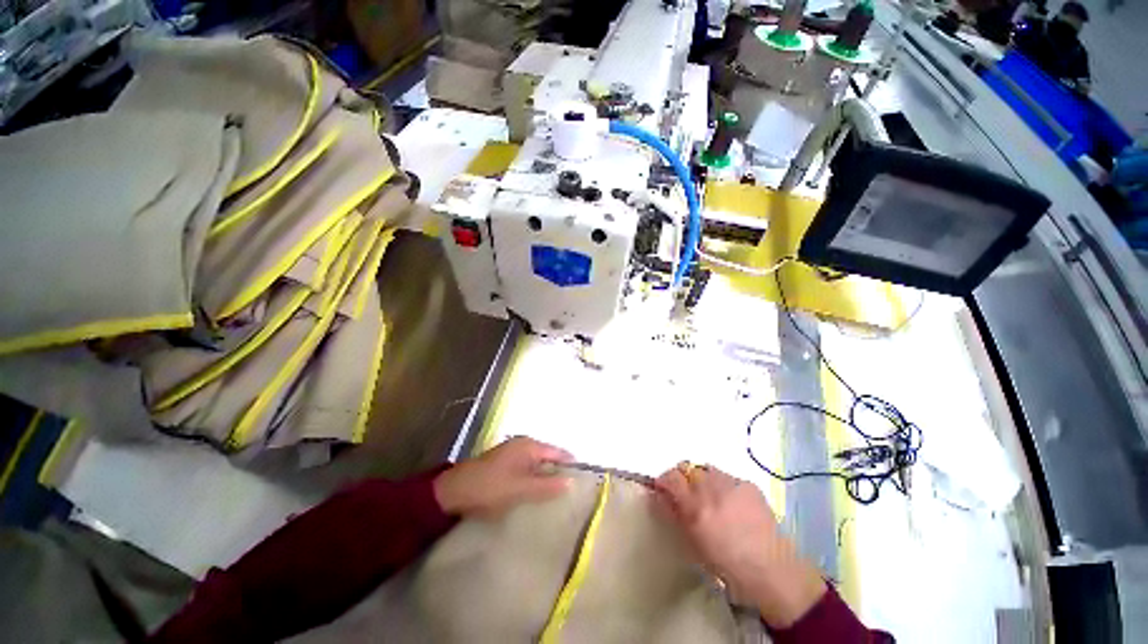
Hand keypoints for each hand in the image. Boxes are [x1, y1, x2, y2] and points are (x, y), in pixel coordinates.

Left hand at [433, 436, 573, 516]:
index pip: (558, 452)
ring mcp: (513, 453)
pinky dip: (534, 479)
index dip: (570, 465)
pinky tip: (536, 493)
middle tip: (571, 492)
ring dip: (546, 477)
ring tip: (556, 496)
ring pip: (538, 464)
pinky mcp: (505, 463)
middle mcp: (523, 444)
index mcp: (529, 446)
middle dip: (559, 472)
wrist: (454, 491)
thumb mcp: (521, 489)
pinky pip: (527, 469)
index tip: (582, 481)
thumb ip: (547, 486)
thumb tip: (571, 481)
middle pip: (549, 457)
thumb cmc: (491, 488)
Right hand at [654, 463, 826, 628]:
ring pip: (706, 469)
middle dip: (682, 477)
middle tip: (685, 492)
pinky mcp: (748, 484)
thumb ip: (675, 514)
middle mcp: (711, 489)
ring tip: (710, 496)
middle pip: (687, 467)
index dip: (663, 480)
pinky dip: (723, 485)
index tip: (662, 488)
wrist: (772, 570)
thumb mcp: (693, 544)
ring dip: (702, 479)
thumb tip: (661, 495)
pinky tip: (731, 503)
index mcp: (695, 507)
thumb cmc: (727, 565)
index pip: (671, 478)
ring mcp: (731, 483)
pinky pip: (727, 476)